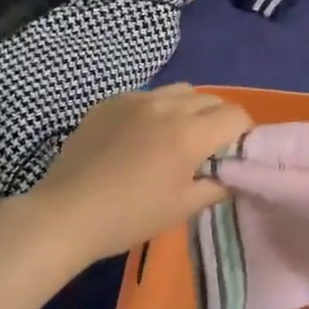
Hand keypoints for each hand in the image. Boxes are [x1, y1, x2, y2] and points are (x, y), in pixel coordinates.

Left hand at [29, 85, 253, 269]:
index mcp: (188, 133)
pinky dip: (156, 110)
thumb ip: (215, 186)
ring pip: (179, 91)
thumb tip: (230, 174)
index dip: (242, 132)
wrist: (66, 213)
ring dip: (189, 109)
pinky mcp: (110, 101)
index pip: (234, 115)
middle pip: (210, 98)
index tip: (233, 153)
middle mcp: (166, 106)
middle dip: (218, 119)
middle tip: (208, 148)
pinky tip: (140, 136)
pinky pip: (146, 95)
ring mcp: (135, 99)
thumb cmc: (129, 216)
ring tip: (176, 136)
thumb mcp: (182, 208)